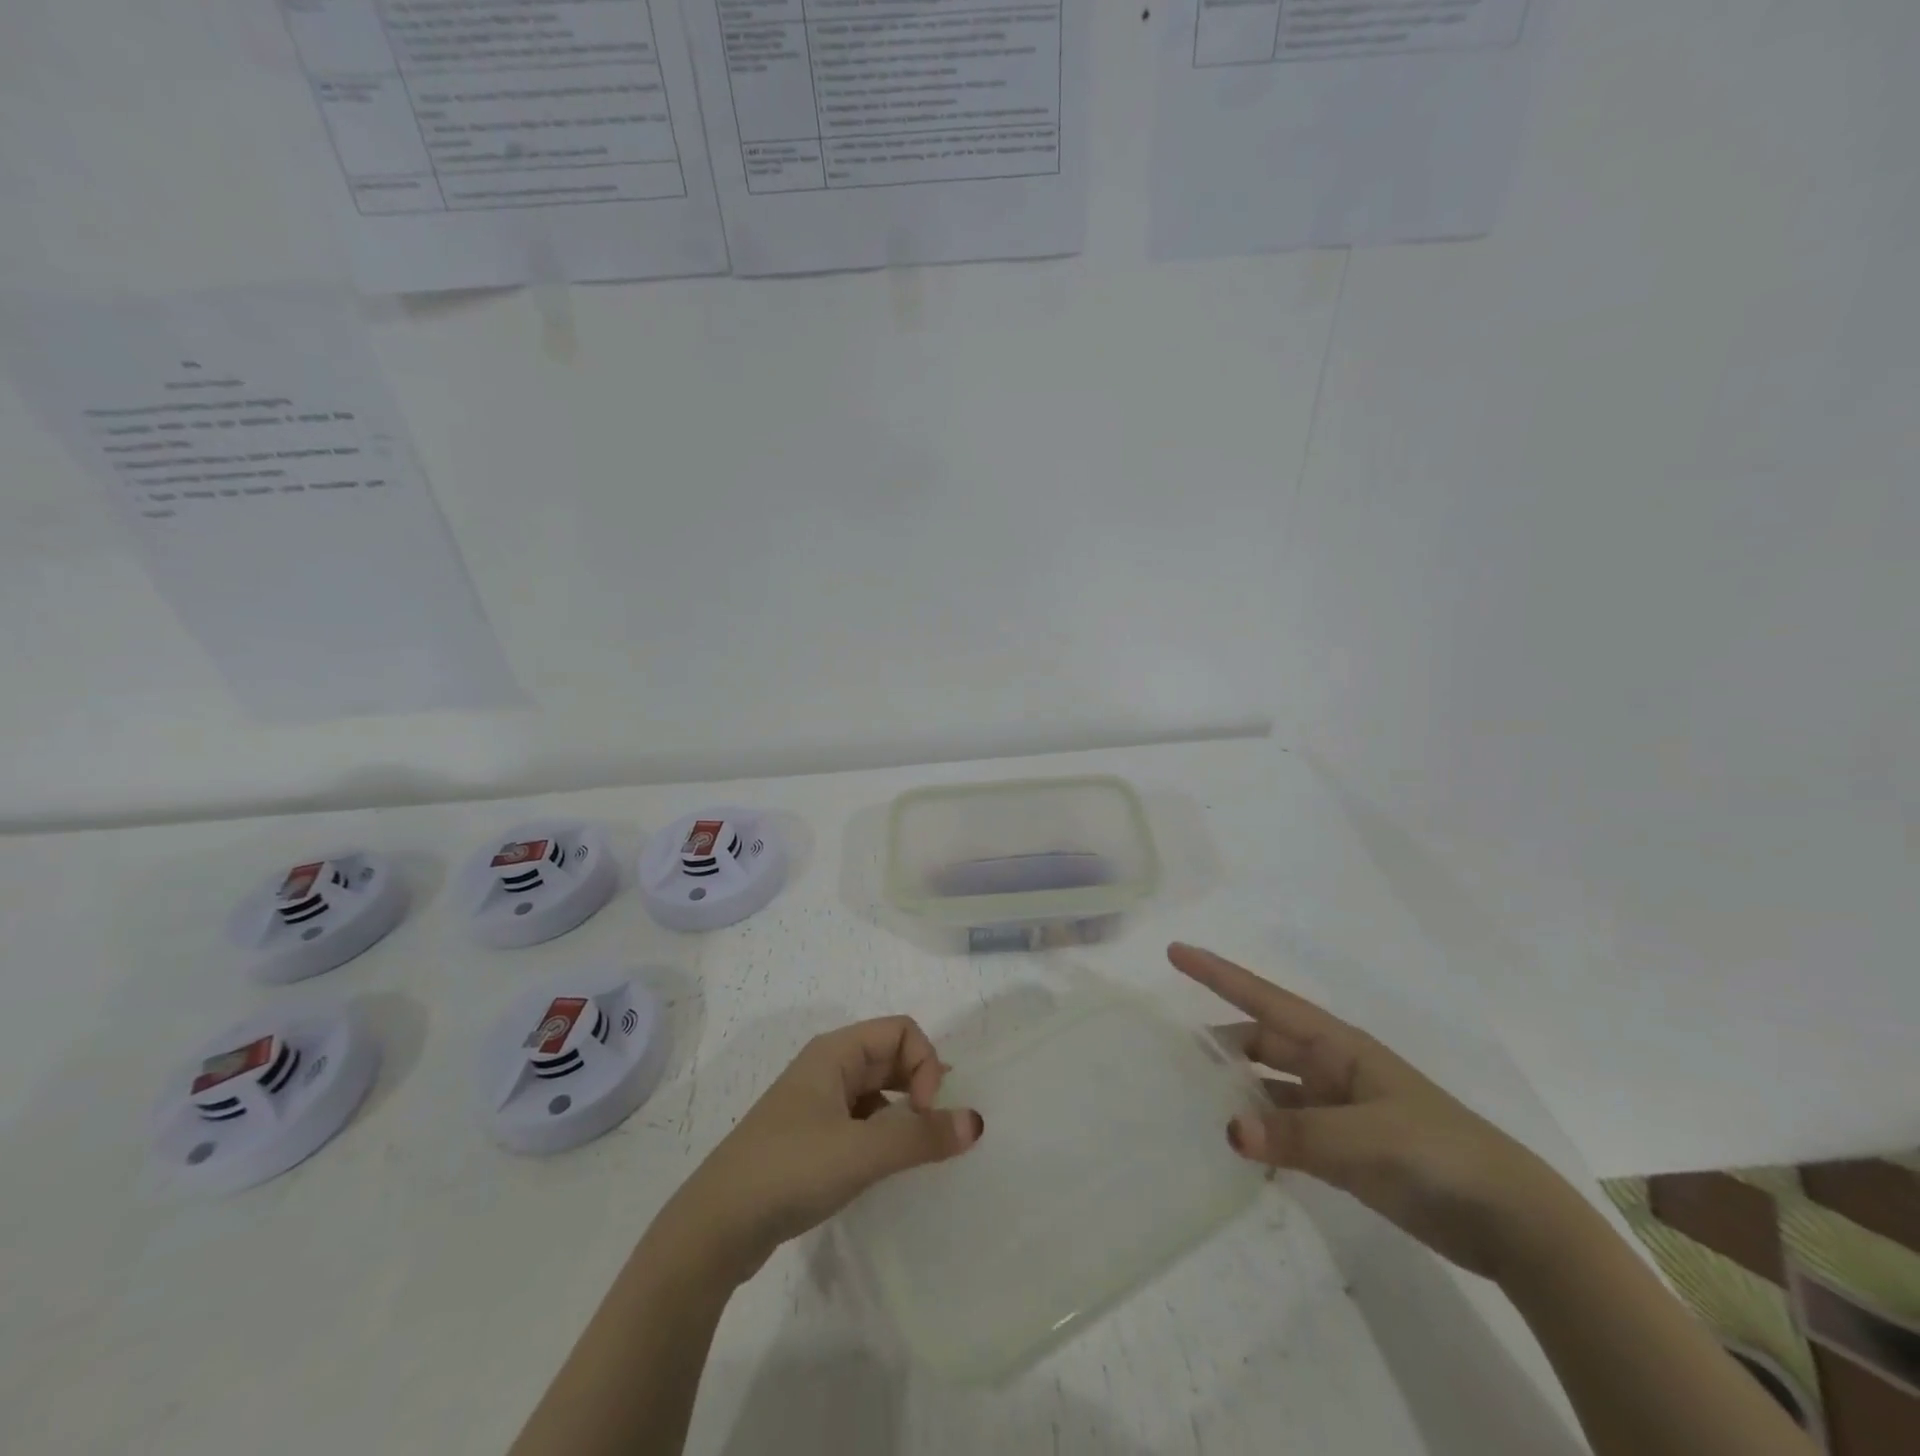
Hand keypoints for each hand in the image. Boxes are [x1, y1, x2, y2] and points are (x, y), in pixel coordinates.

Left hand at [657, 1017, 982, 1283]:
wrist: (715, 1228)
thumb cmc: (789, 1170)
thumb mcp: (861, 1152)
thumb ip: (921, 1137)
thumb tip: (976, 1122)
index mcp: (835, 1052)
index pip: (901, 1031)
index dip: (925, 1064)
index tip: (925, 1113)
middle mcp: (827, 1068)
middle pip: (891, 1057)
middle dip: (920, 1086)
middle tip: (933, 1132)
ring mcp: (816, 1103)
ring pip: (877, 1091)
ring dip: (903, 1113)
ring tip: (915, 1151)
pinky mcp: (810, 1138)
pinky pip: (861, 1120)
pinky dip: (882, 1135)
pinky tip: (883, 1168)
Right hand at [1170, 942, 1573, 1279]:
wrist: (1512, 1222)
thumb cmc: (1440, 1153)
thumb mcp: (1369, 1136)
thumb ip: (1298, 1134)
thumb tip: (1228, 1131)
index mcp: (1336, 1046)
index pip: (1263, 1000)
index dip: (1218, 974)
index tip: (1175, 952)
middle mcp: (1329, 1069)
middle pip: (1259, 1043)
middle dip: (1218, 1043)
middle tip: (1168, 1053)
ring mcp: (1335, 1110)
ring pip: (1268, 1087)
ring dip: (1235, 1091)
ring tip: (1187, 1100)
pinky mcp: (1341, 1151)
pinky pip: (1284, 1131)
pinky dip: (1259, 1135)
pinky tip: (1235, 1150)